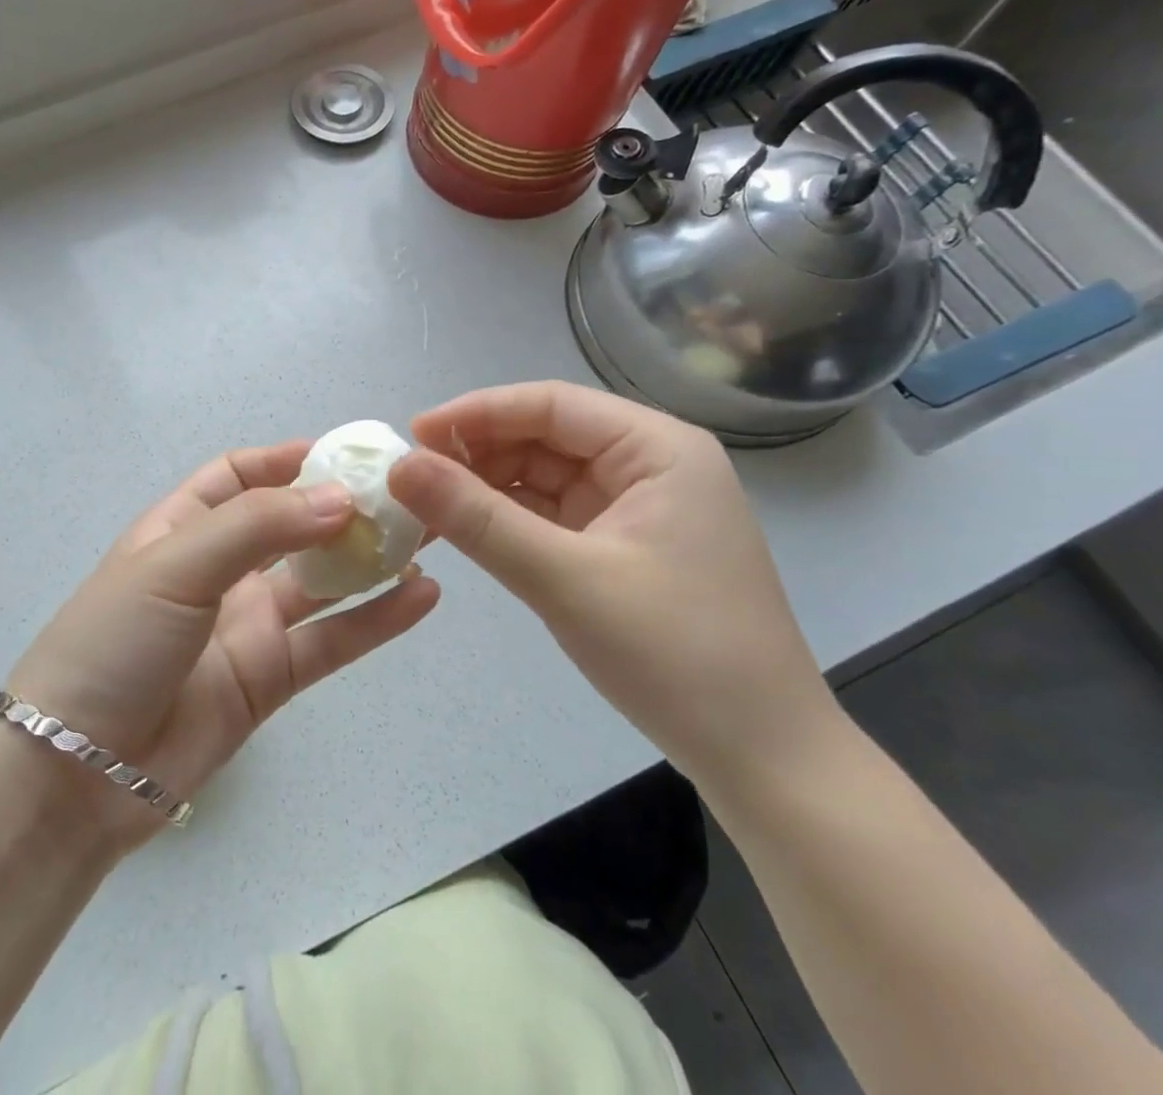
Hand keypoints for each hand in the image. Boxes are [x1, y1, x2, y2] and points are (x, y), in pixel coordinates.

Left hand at [6, 441, 439, 846]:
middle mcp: (218, 570)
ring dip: (369, 559)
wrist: (78, 771)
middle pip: (290, 525)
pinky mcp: (270, 677)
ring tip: (429, 535)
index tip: (340, 453)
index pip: (237, 477)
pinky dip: (377, 619)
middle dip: (341, 506)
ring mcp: (247, 624)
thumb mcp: (176, 563)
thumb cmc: (115, 641)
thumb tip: (340, 499)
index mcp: (181, 528)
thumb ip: (258, 527)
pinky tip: (423, 595)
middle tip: (404, 493)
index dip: (284, 460)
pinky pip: (332, 640)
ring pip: (321, 581)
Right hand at [387, 382, 838, 788]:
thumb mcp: (564, 579)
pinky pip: (553, 515)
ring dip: (486, 488)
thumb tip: (400, 466)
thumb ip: (477, 519)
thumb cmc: (675, 655)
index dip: (476, 413)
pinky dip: (507, 520)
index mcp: (657, 448)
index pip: (551, 404)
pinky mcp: (623, 545)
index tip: (412, 435)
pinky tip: (464, 530)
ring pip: (543, 476)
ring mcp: (636, 506)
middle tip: (411, 479)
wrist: (763, 758)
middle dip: (477, 453)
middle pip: (545, 436)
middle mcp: (649, 464)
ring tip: (426, 507)